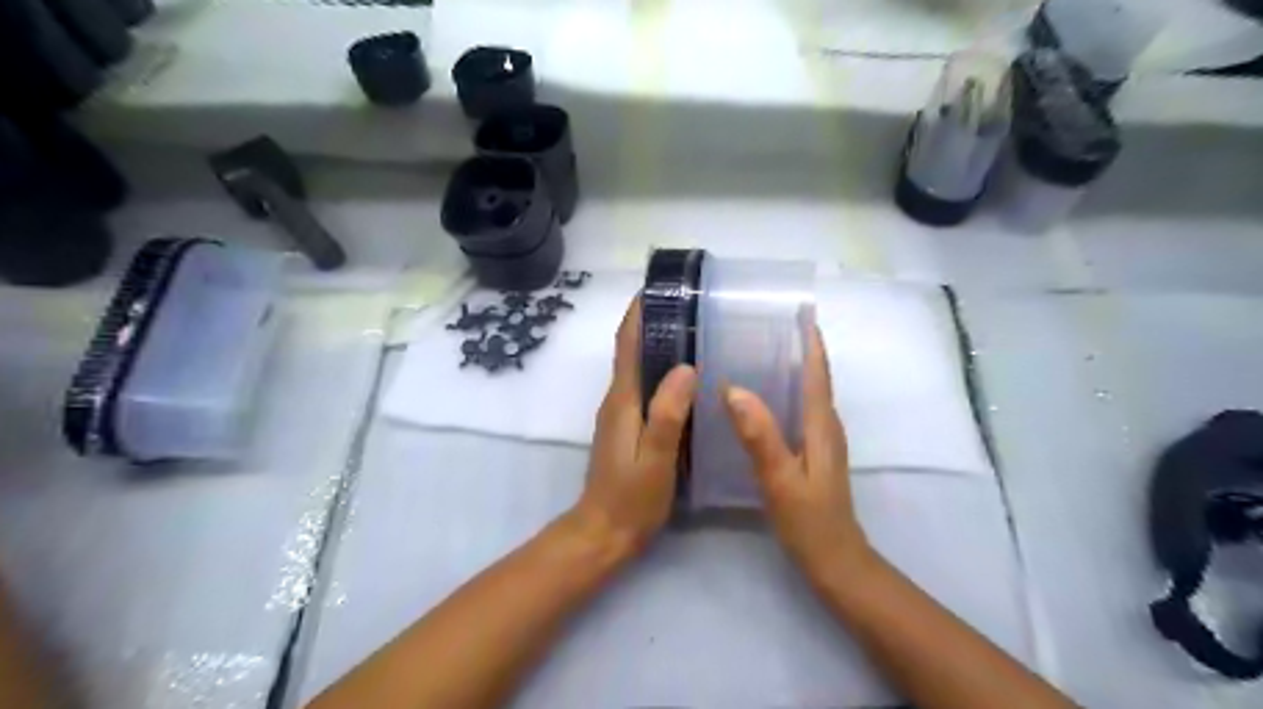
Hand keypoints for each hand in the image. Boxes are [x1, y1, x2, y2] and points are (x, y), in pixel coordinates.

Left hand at [577, 294, 701, 553]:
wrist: (605, 532)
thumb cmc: (632, 497)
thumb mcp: (655, 457)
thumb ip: (668, 414)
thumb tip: (685, 366)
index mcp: (622, 399)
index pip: (627, 343)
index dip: (639, 312)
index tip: (660, 286)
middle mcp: (618, 399)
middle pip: (632, 349)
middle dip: (654, 322)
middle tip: (692, 305)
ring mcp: (621, 414)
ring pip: (639, 368)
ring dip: (658, 345)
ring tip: (696, 331)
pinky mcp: (629, 428)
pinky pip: (646, 388)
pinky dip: (662, 371)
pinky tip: (688, 377)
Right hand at [726, 325, 874, 584]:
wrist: (835, 561)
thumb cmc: (809, 521)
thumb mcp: (779, 479)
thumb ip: (760, 435)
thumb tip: (734, 389)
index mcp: (821, 426)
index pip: (817, 373)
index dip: (811, 342)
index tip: (800, 310)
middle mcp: (826, 427)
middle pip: (815, 378)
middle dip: (800, 347)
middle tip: (769, 324)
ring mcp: (821, 441)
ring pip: (809, 394)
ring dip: (794, 368)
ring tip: (763, 350)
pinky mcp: (813, 454)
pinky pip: (801, 411)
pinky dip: (788, 393)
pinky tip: (763, 398)